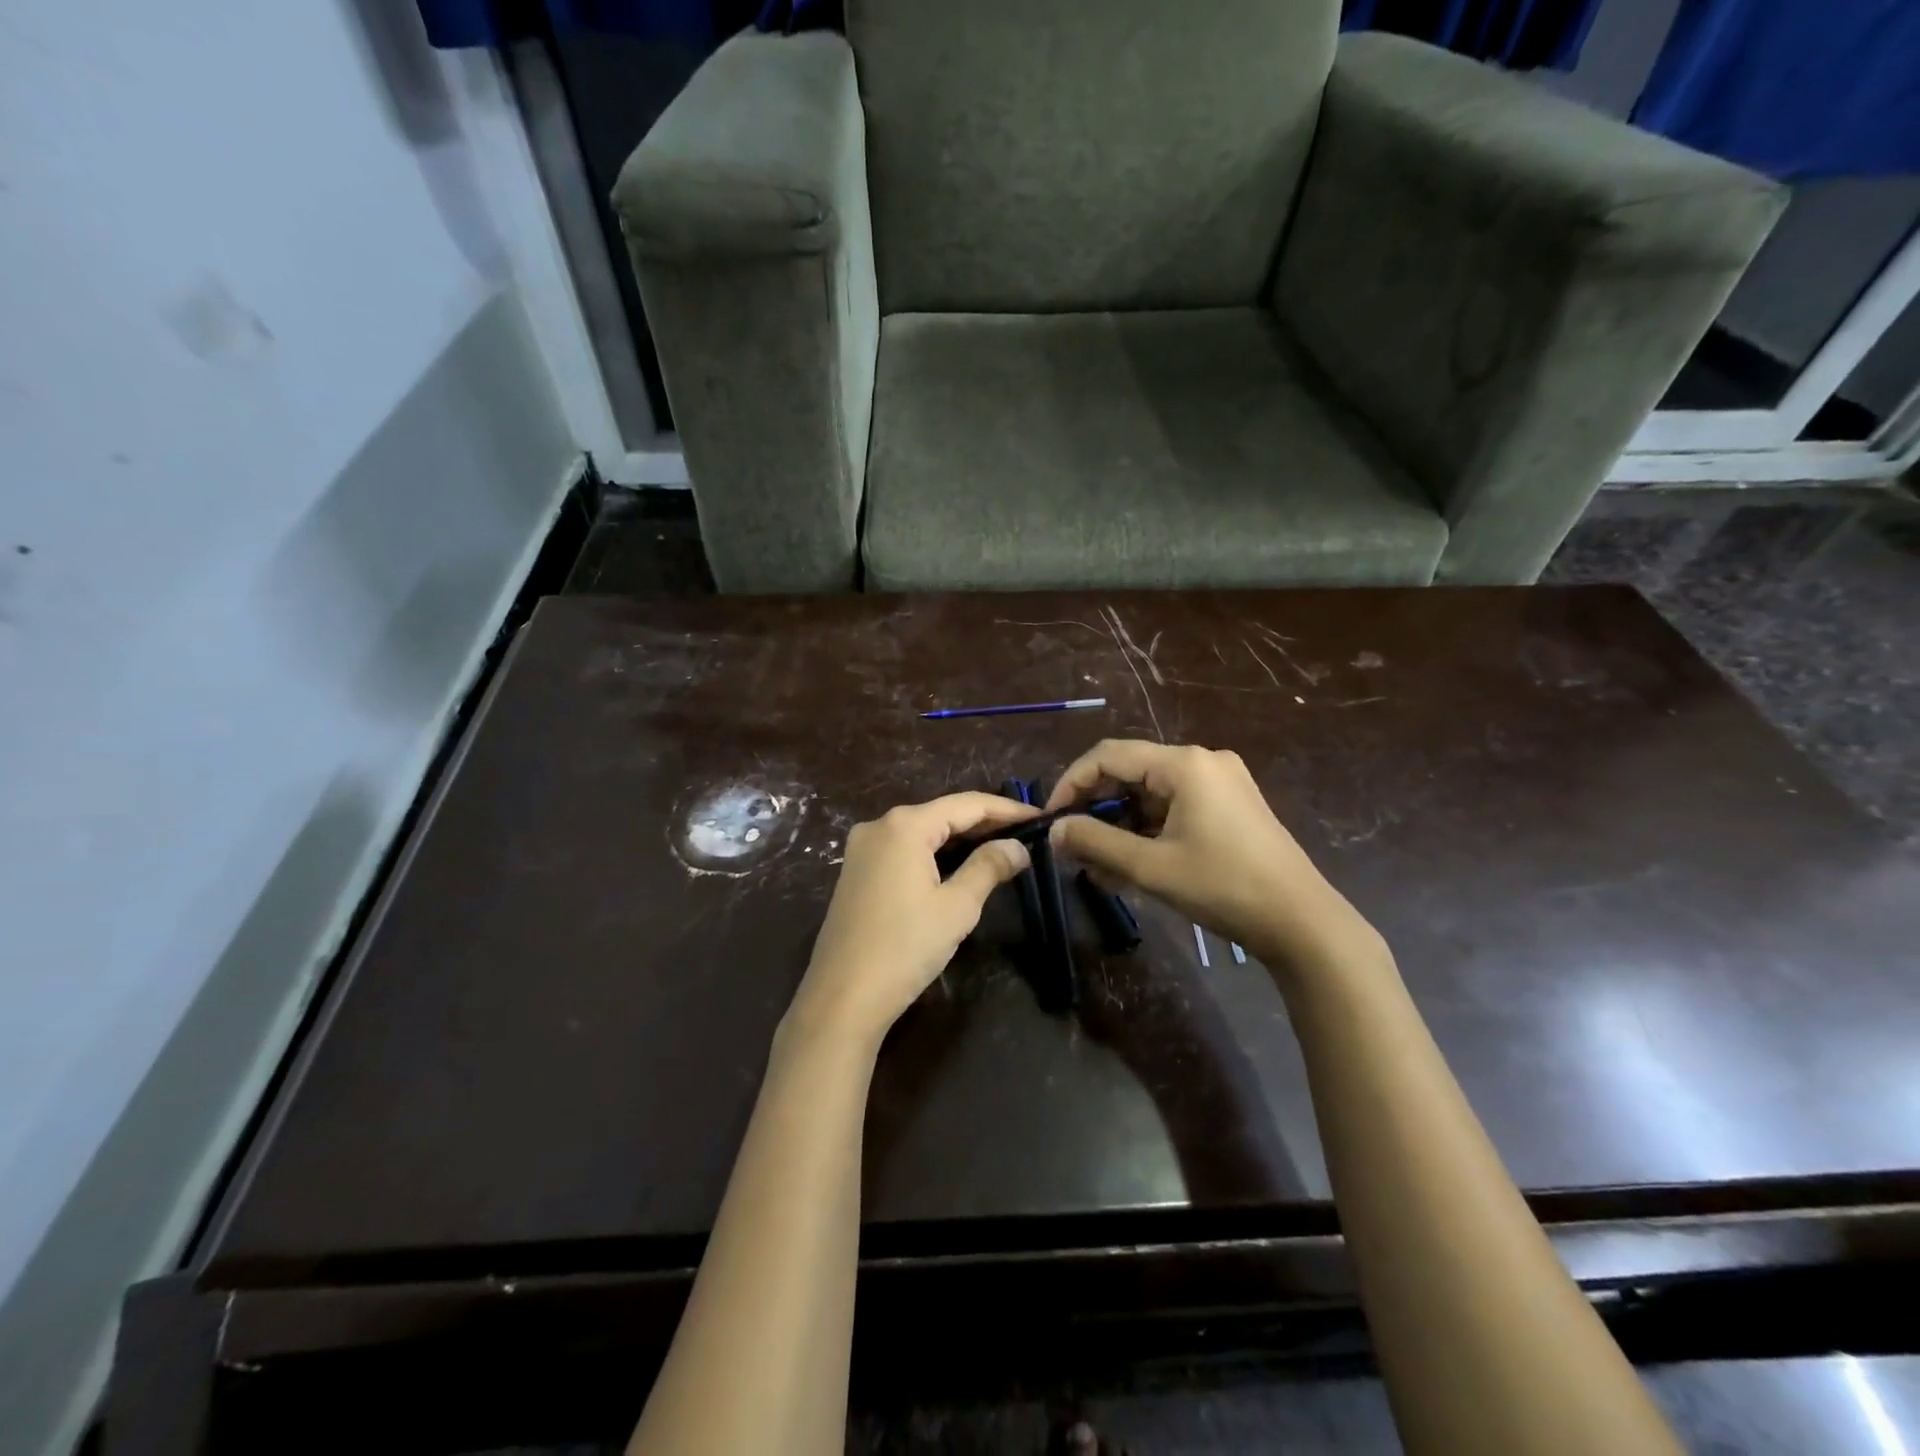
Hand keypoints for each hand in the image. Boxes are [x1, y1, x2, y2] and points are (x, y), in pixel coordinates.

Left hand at [789, 792, 1036, 1047]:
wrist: (842, 998)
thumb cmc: (905, 948)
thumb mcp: (957, 907)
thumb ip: (989, 867)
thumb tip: (1018, 847)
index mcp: (904, 825)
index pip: (966, 804)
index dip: (1006, 810)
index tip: (1040, 818)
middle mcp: (879, 825)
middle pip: (942, 814)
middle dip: (984, 823)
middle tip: (1026, 834)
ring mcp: (862, 849)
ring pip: (922, 832)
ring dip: (960, 839)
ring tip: (1001, 846)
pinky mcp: (856, 872)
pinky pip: (904, 850)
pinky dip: (934, 853)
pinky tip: (958, 864)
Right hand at [1045, 740, 1385, 976]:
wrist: (1302, 922)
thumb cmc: (1223, 887)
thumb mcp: (1151, 866)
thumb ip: (1096, 843)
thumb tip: (1055, 830)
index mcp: (1184, 764)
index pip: (1108, 756)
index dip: (1072, 784)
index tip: (1051, 820)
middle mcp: (1202, 761)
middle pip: (1130, 772)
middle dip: (1096, 810)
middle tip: (1073, 847)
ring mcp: (1220, 783)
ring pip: (1150, 794)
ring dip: (1120, 826)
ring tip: (1098, 866)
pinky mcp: (1230, 806)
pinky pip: (1173, 808)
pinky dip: (1147, 831)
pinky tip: (1131, 865)